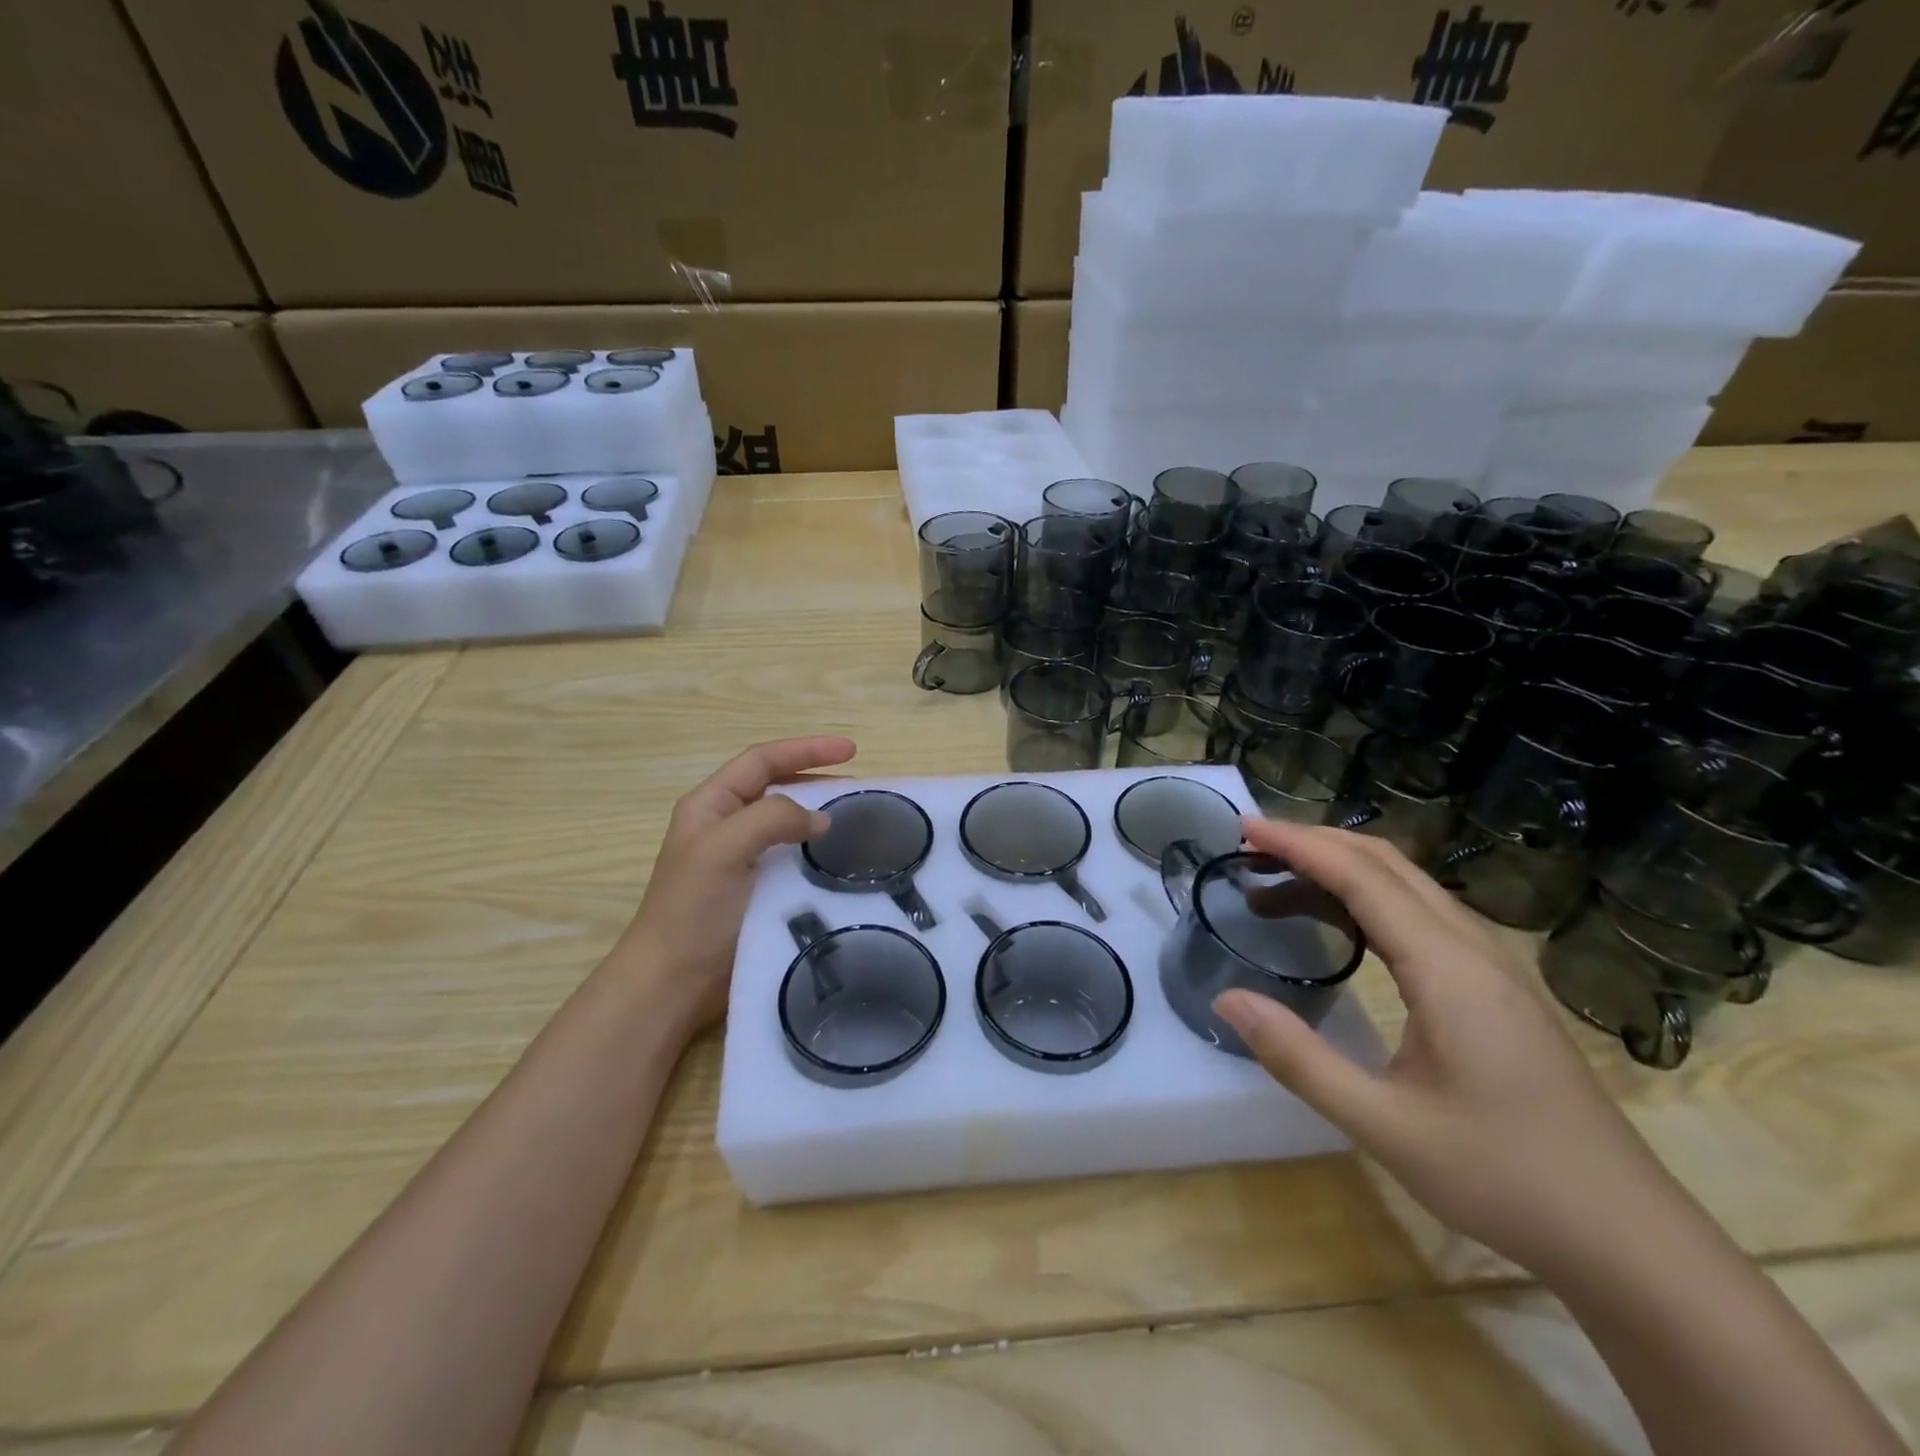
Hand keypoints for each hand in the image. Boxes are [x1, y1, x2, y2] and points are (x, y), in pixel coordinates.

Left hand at [610, 735, 856, 1031]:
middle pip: (778, 787)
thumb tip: (821, 819)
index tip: (851, 751)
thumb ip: (772, 818)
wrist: (673, 984)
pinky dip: (821, 854)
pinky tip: (843, 862)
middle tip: (862, 789)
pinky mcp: (759, 893)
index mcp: (711, 805)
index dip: (806, 749)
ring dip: (822, 818)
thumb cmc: (692, 910)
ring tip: (859, 820)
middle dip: (818, 780)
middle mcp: (727, 826)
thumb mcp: (723, 848)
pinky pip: (796, 860)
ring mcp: (743, 861)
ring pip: (790, 825)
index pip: (763, 760)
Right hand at [1214, 819, 1685, 1278]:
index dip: (1299, 844)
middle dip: (1315, 844)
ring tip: (1277, 885)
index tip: (1245, 828)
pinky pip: (1423, 913)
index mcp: (1447, 969)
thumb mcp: (1384, 1126)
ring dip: (1341, 869)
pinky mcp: (1499, 987)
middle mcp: (1473, 949)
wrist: (1629, 1238)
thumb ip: (1299, 1058)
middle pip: (1386, 864)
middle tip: (1251, 850)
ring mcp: (1493, 966)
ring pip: (1408, 885)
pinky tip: (1341, 925)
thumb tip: (1226, 1000)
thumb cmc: (1504, 1178)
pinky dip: (1368, 897)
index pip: (1361, 876)